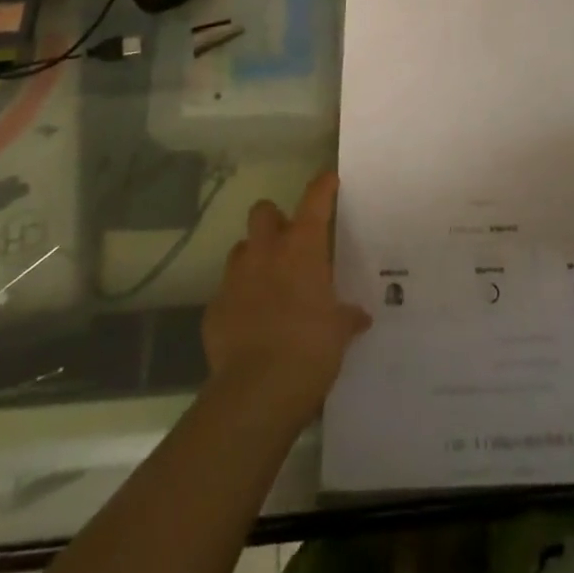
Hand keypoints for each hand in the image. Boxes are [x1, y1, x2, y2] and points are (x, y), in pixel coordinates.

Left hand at [202, 171, 370, 426]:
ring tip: (268, 282)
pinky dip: (238, 301)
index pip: (315, 199)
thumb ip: (346, 317)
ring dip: (254, 258)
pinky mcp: (214, 310)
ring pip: (241, 249)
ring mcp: (235, 279)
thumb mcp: (339, 332)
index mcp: (302, 247)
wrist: (256, 392)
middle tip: (288, 240)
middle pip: (263, 211)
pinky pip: (226, 293)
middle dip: (274, 219)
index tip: (329, 180)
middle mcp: (266, 252)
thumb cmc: (309, 350)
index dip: (323, 185)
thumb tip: (359, 316)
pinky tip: (249, 322)